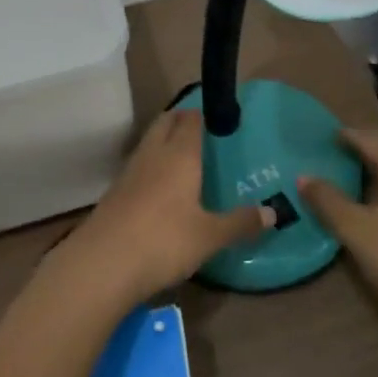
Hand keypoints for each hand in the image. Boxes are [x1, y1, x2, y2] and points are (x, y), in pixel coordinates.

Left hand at [51, 110, 271, 308]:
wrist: (104, 262)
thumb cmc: (165, 241)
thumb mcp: (210, 236)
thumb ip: (240, 223)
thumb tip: (273, 212)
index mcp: (180, 155)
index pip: (191, 120)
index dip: (203, 114)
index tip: (217, 116)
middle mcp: (154, 154)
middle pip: (166, 123)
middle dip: (181, 119)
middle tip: (200, 130)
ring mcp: (130, 171)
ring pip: (149, 142)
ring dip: (163, 140)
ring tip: (181, 155)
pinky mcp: (115, 191)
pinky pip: (138, 165)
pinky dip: (151, 165)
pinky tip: (159, 185)